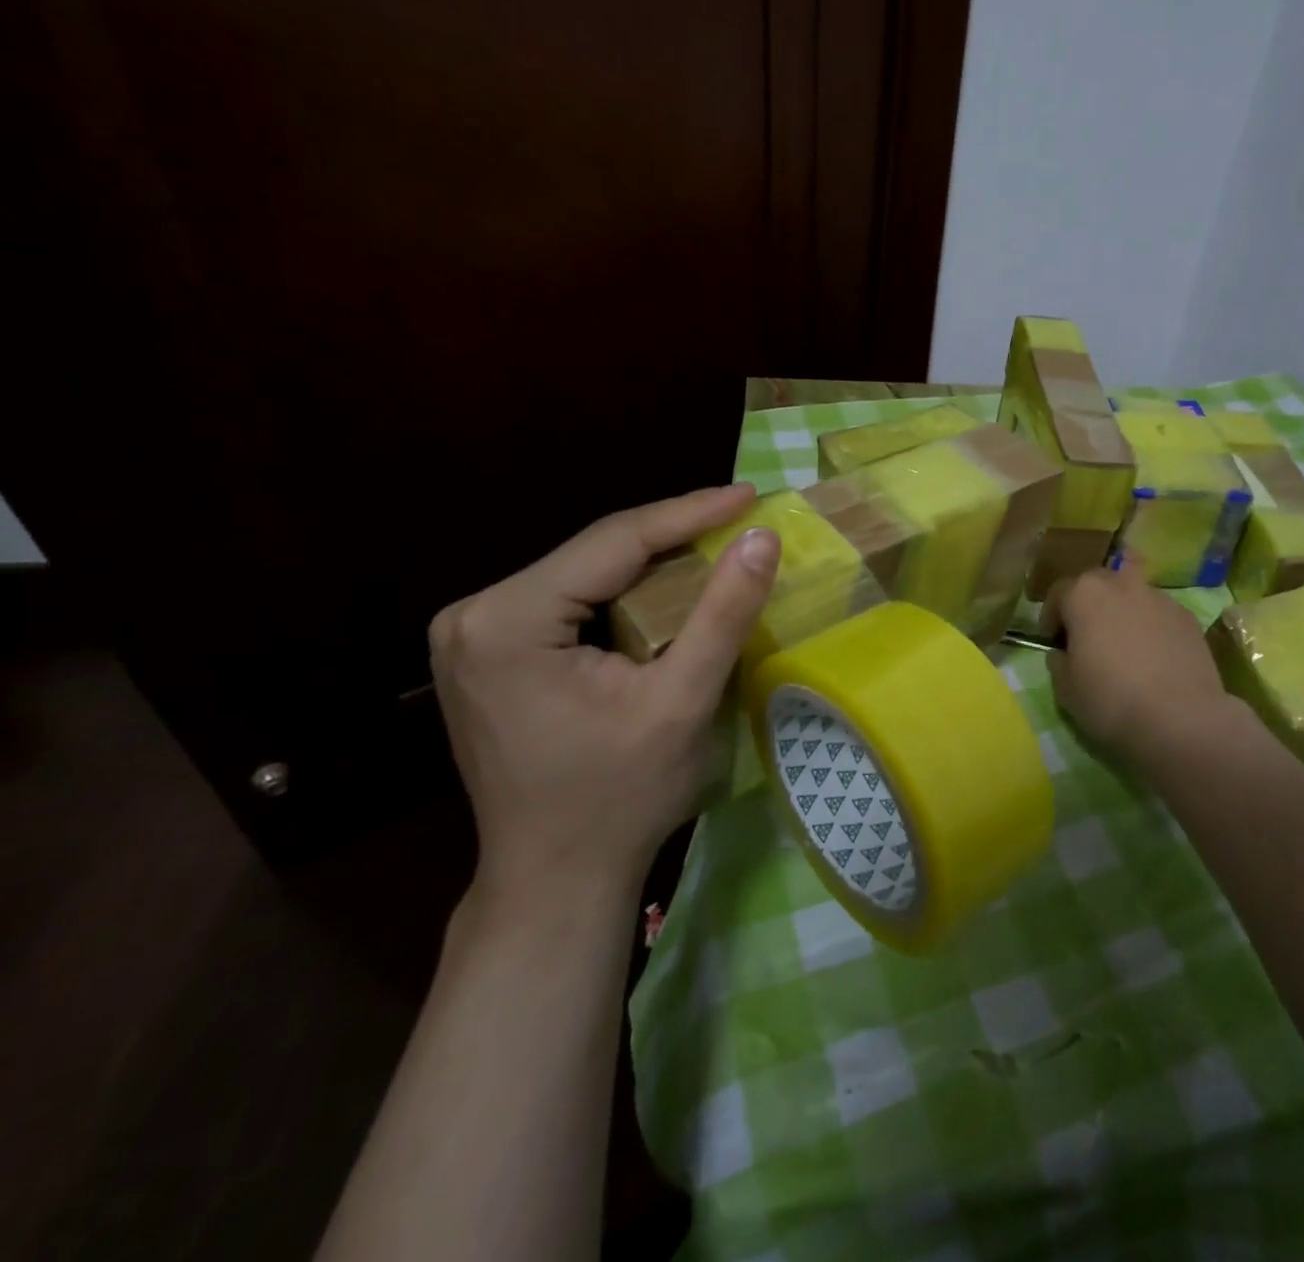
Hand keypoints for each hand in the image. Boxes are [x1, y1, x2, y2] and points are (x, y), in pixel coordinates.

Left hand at [429, 484, 779, 904]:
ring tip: (717, 545)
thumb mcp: (682, 700)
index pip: (613, 542)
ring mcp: (472, 635)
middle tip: (740, 519)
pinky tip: (669, 590)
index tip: (749, 494)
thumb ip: (723, 612)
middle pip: (595, 553)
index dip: (689, 512)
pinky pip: (570, 601)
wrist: (556, 879)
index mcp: (506, 621)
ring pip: (585, 573)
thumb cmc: (620, 797)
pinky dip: (625, 593)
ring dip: (653, 562)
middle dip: (673, 536)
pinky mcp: (488, 654)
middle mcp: (473, 615)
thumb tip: (761, 537)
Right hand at [1045, 563, 1233, 766]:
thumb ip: (1058, 662)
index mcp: (1084, 594)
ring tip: (1124, 647)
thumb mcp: (1065, 688)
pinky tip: (1153, 658)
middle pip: (1097, 584)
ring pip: (1131, 596)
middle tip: (1087, 637)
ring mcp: (1159, 598)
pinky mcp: (1188, 617)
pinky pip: (1159, 615)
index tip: (1052, 642)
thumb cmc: (1110, 700)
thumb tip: (1063, 653)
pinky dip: (1151, 627)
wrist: (1179, 719)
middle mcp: (1122, 584)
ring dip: (1122, 612)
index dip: (1051, 618)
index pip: (1058, 593)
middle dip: (1088, 605)